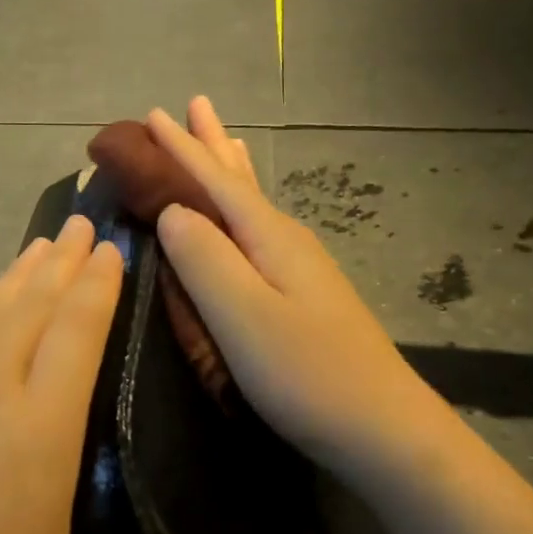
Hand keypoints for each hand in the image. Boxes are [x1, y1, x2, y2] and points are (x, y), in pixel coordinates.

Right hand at [148, 98, 441, 480]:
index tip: (152, 115)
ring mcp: (299, 269)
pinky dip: (241, 210)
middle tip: (194, 106)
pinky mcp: (301, 296)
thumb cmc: (306, 373)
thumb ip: (203, 260)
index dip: (182, 149)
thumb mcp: (243, 317)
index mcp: (269, 237)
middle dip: (212, 145)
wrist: (380, 427)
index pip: (216, 180)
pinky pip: (259, 232)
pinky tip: (245, 218)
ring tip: (222, 139)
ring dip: (230, 170)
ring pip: (254, 203)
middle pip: (241, 181)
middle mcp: (286, 241)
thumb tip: (172, 211)